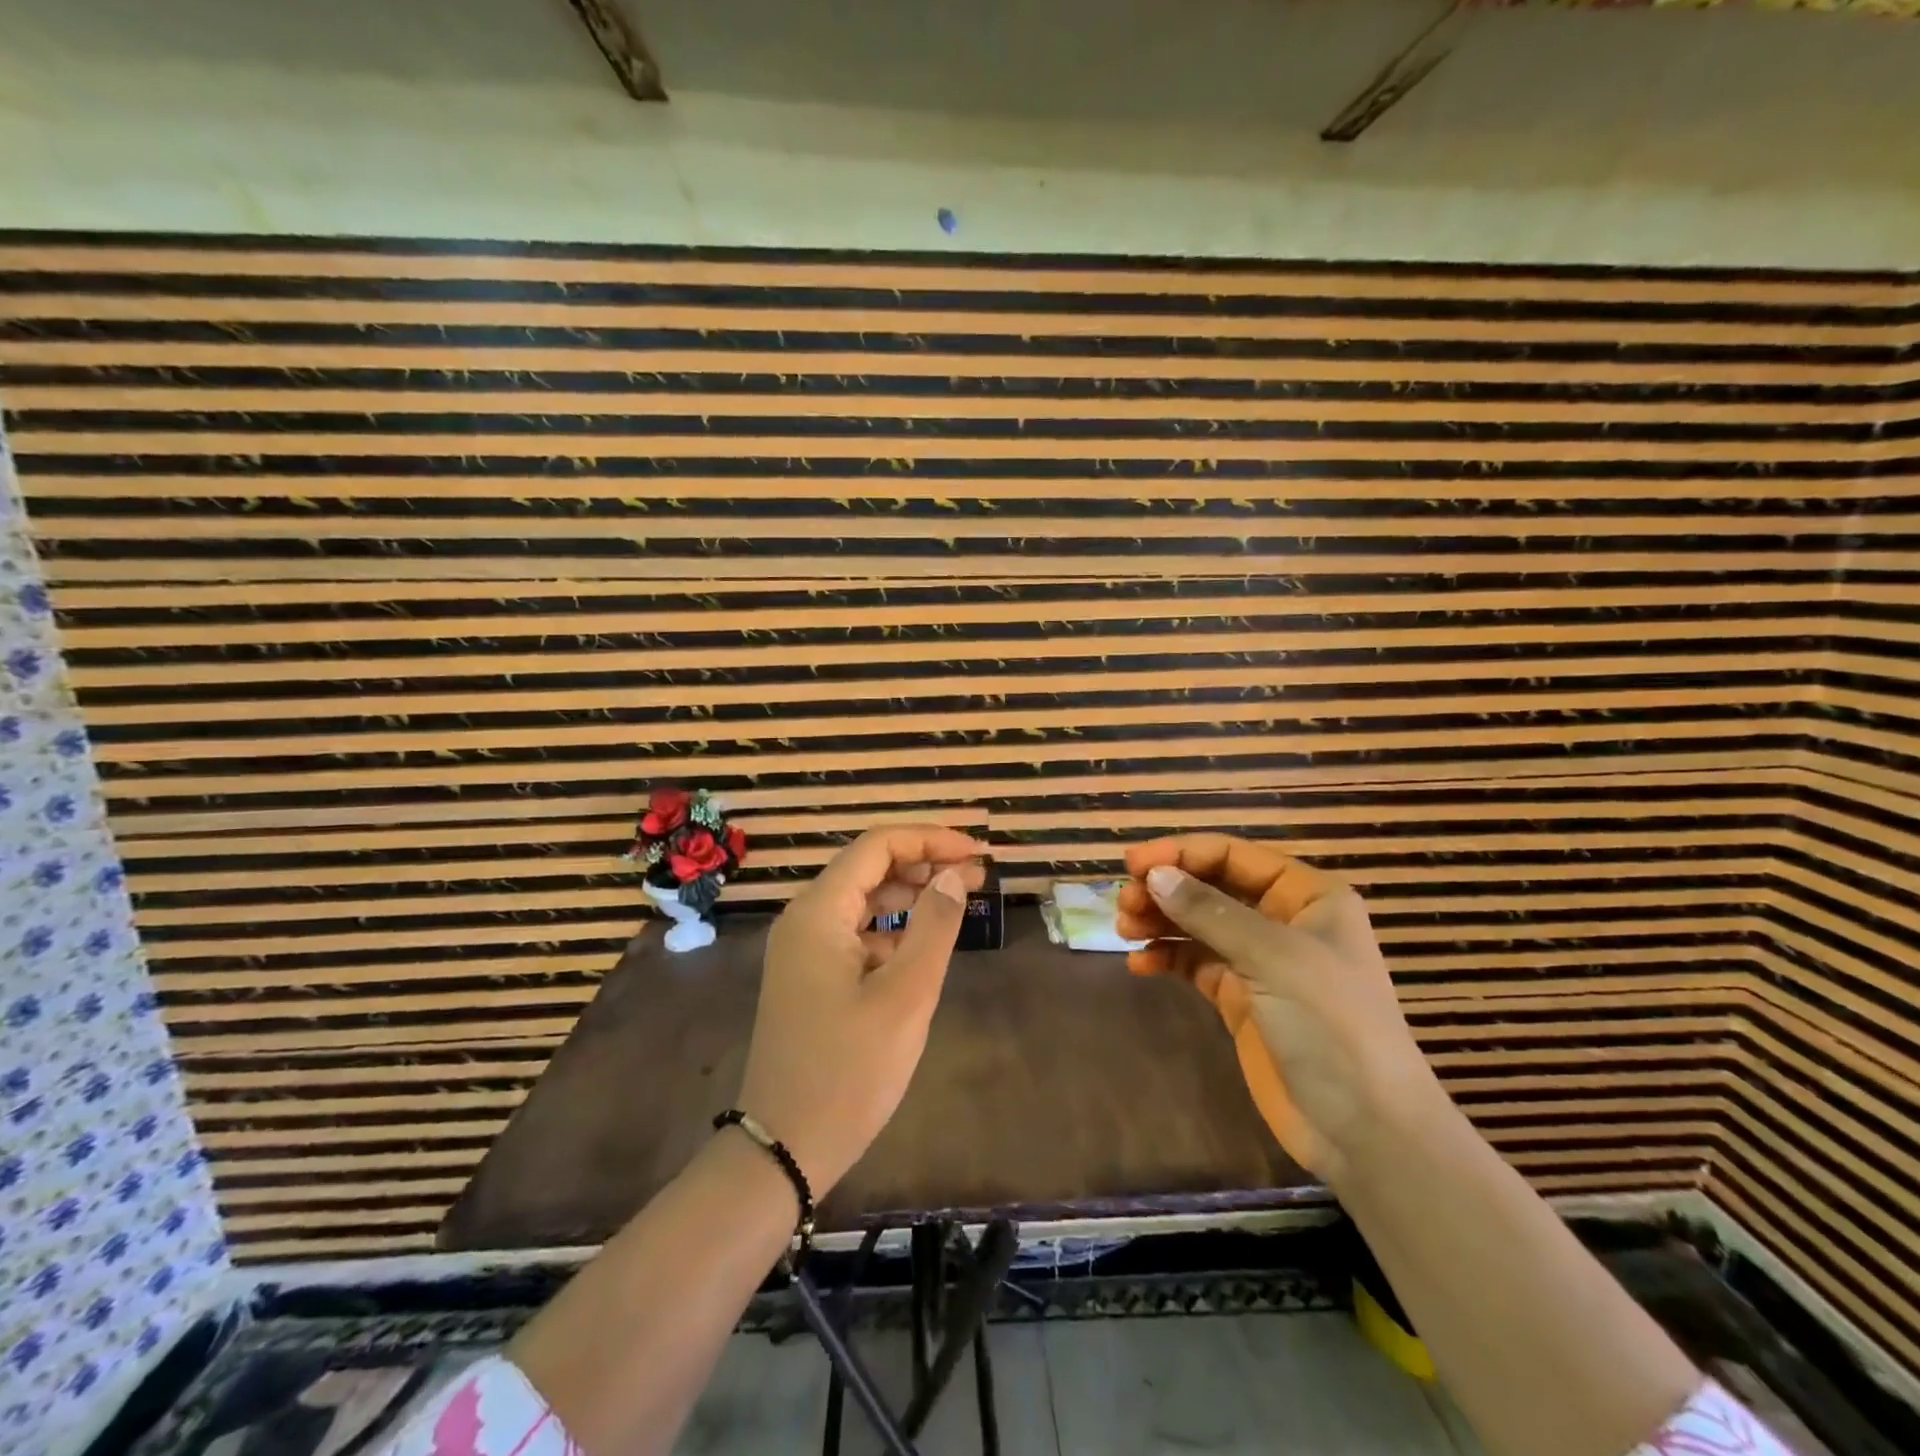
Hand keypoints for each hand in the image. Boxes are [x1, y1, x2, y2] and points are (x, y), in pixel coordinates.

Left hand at [737, 825, 985, 1194]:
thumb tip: (954, 876)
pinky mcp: (810, 976)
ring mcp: (803, 949)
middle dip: (923, 863)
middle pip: (868, 867)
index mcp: (819, 912)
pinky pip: (855, 932)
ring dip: (909, 894)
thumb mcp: (905, 996)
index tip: (977, 853)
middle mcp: (804, 919)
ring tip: (958, 900)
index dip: (931, 840)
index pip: (878, 845)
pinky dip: (891, 928)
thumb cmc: (848, 1071)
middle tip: (976, 876)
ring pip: (862, 899)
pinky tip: (921, 945)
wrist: (783, 1148)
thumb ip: (933, 927)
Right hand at [1117, 835, 1439, 1182]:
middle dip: (1166, 889)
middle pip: (1211, 887)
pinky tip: (1140, 964)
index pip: (1234, 855)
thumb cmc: (1332, 1025)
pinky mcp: (1240, 999)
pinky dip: (1167, 958)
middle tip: (1125, 904)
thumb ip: (1210, 912)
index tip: (1134, 863)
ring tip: (1125, 930)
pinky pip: (1195, 963)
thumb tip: (1154, 874)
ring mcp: (1260, 962)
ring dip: (1160, 921)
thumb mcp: (1273, 957)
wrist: (1364, 1131)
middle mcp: (1282, 920)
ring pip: (1198, 924)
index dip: (1182, 853)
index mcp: (1306, 895)